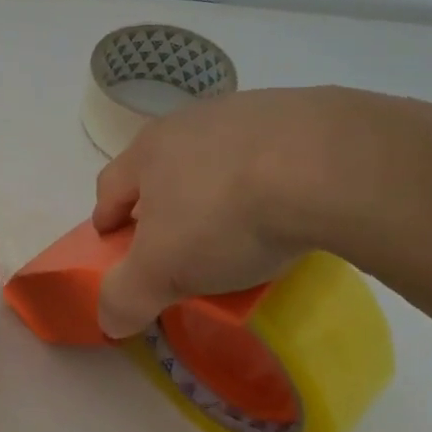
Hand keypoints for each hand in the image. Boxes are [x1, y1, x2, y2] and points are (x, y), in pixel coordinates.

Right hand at [91, 86, 431, 336]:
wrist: (324, 164)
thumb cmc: (225, 215)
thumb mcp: (163, 270)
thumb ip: (126, 295)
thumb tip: (108, 319)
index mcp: (147, 152)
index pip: (110, 186)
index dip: (107, 218)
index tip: (113, 244)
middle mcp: (187, 123)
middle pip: (161, 165)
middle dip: (162, 201)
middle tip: (178, 240)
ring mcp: (243, 112)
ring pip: (215, 156)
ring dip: (216, 186)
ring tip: (240, 225)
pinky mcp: (295, 113)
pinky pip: (268, 152)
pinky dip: (267, 177)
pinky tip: (289, 204)